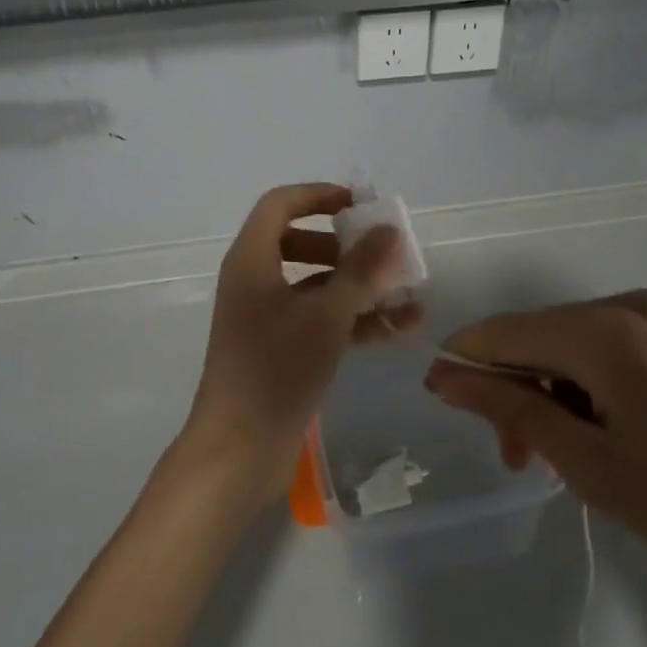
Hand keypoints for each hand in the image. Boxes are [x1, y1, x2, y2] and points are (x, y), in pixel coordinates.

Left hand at [181, 184, 422, 503]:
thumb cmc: (276, 370)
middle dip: (345, 246)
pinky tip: (399, 330)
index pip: (281, 205)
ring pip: (316, 286)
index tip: (360, 206)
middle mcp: (255, 281)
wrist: (239, 451)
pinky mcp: (281, 350)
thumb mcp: (325, 315)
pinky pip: (320, 320)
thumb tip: (389, 230)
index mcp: (252, 260)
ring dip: (359, 287)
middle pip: (300, 242)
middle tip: (381, 253)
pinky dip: (354, 320)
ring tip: (407, 295)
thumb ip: (361, 270)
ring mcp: (267, 318)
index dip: (319, 196)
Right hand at [425, 290, 646, 611]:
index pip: (507, 331)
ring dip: (555, 388)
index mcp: (606, 332)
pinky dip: (592, 381)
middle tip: (518, 457)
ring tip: (562, 452)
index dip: (467, 362)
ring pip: (578, 341)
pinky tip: (606, 428)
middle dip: (517, 387)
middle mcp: (632, 305)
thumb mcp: (591, 464)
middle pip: (543, 335)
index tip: (443, 397)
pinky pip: (616, 345)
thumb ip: (512, 409)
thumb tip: (445, 375)